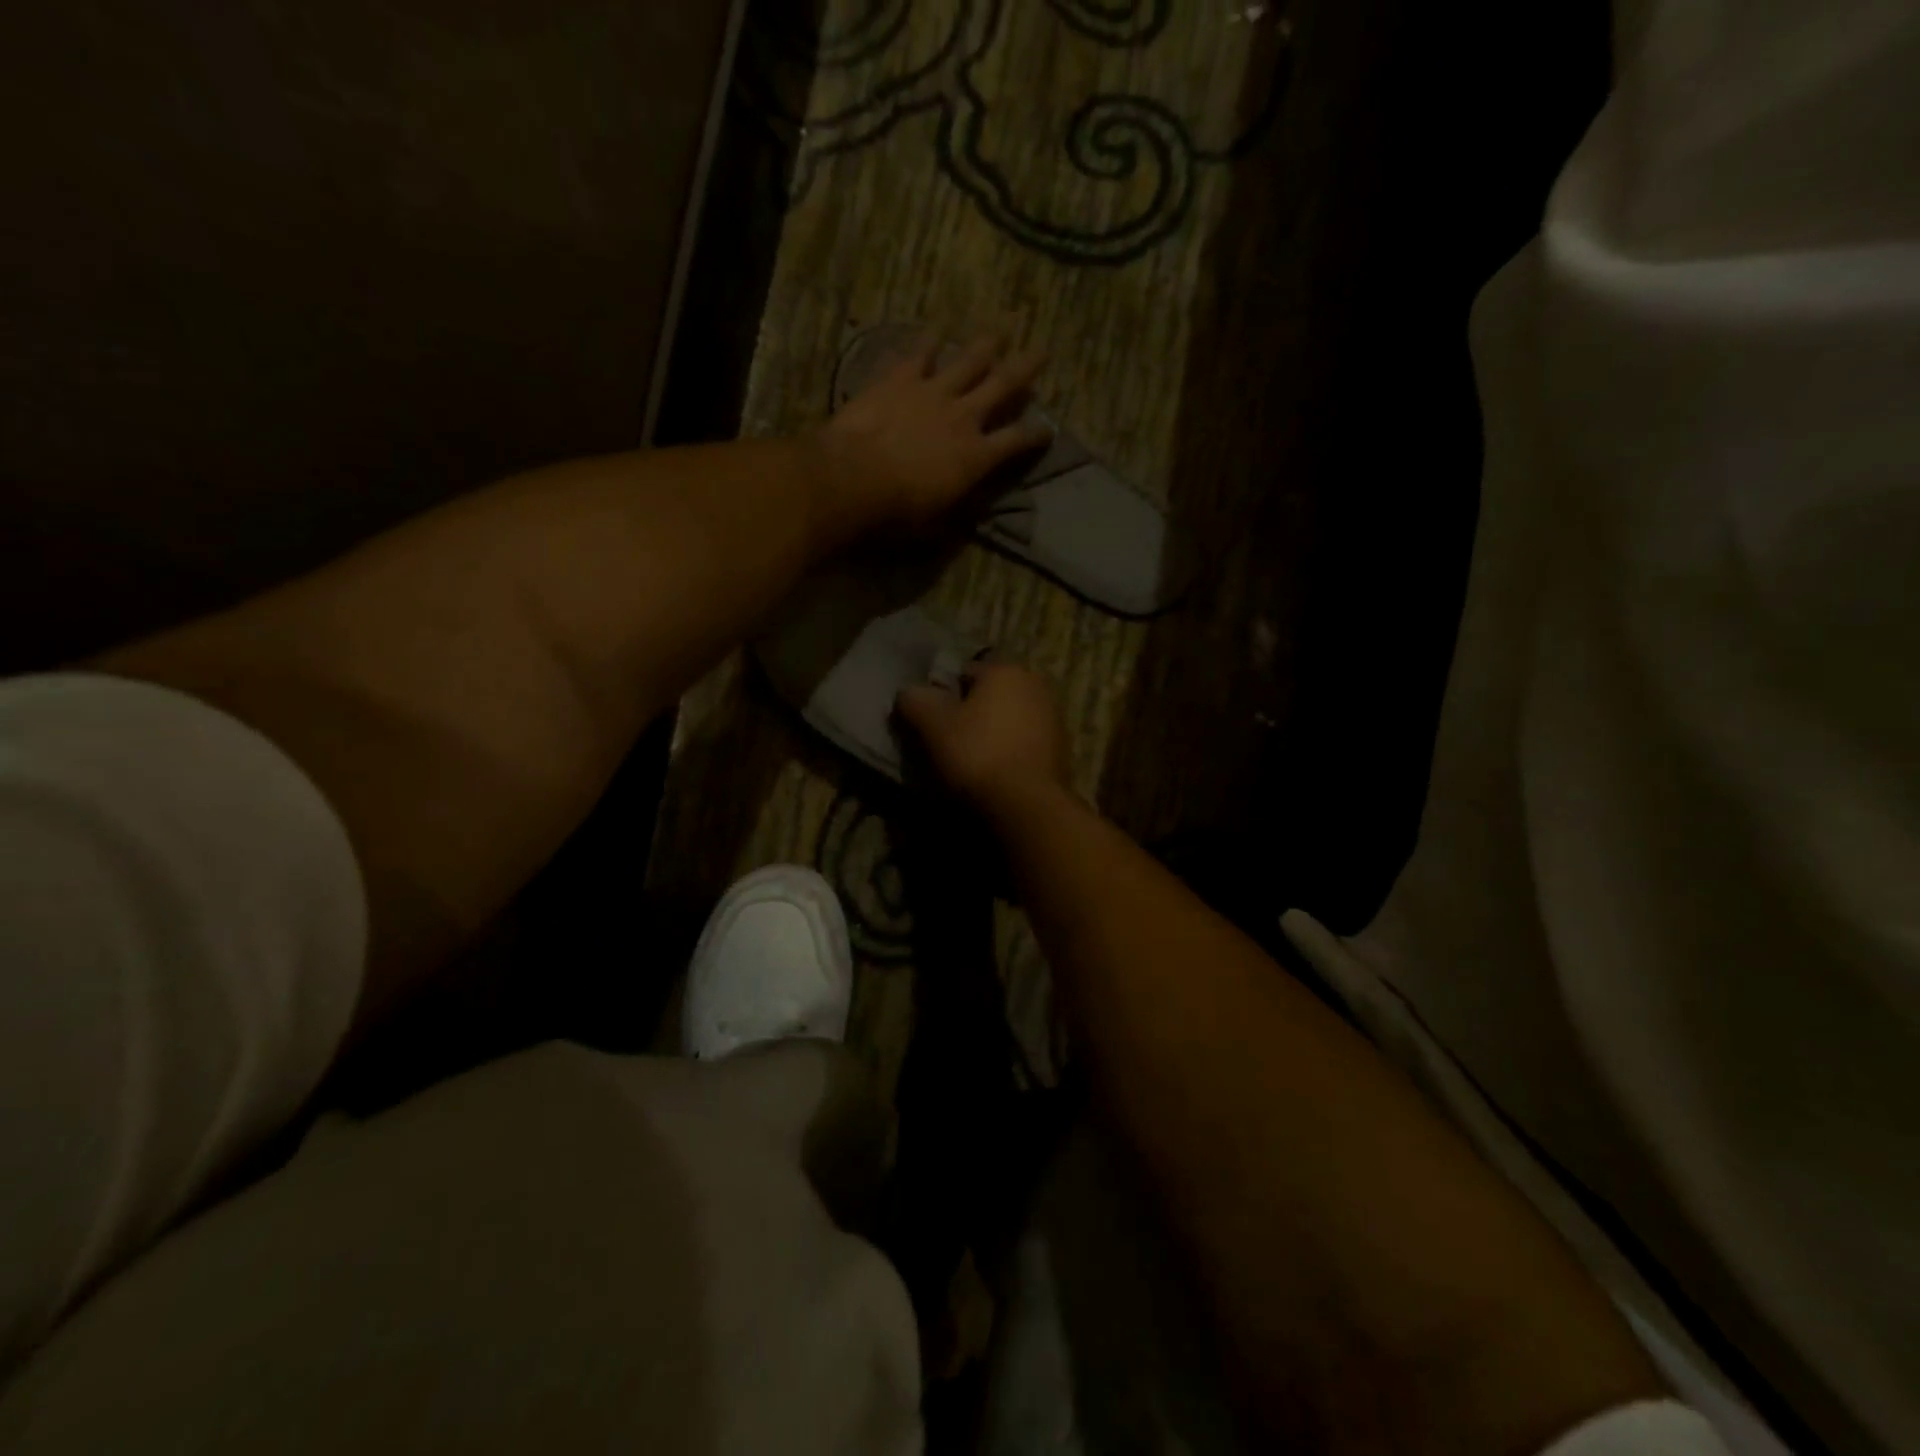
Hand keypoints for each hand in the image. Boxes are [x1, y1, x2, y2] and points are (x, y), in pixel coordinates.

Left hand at [808, 330, 1052, 540]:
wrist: (854, 477)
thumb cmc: (896, 511)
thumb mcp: (933, 526)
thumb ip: (953, 521)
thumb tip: (966, 525)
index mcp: (976, 457)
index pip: (1016, 441)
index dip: (1035, 435)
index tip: (1047, 429)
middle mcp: (963, 417)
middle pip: (1003, 386)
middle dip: (1025, 368)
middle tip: (1041, 351)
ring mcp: (932, 392)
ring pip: (967, 361)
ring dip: (984, 346)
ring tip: (996, 332)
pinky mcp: (900, 379)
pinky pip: (918, 355)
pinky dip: (927, 344)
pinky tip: (933, 333)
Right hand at [895, 661, 1074, 820]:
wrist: (1027, 805)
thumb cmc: (977, 754)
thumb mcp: (933, 724)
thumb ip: (915, 700)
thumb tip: (910, 693)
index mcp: (1006, 670)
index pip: (964, 673)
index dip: (943, 696)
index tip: (932, 723)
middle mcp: (1036, 685)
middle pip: (990, 696)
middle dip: (971, 714)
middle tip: (949, 744)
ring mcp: (1054, 718)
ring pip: (1009, 721)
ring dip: (992, 735)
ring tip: (971, 765)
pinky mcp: (1062, 751)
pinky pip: (1024, 745)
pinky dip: (1010, 754)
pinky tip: (996, 776)